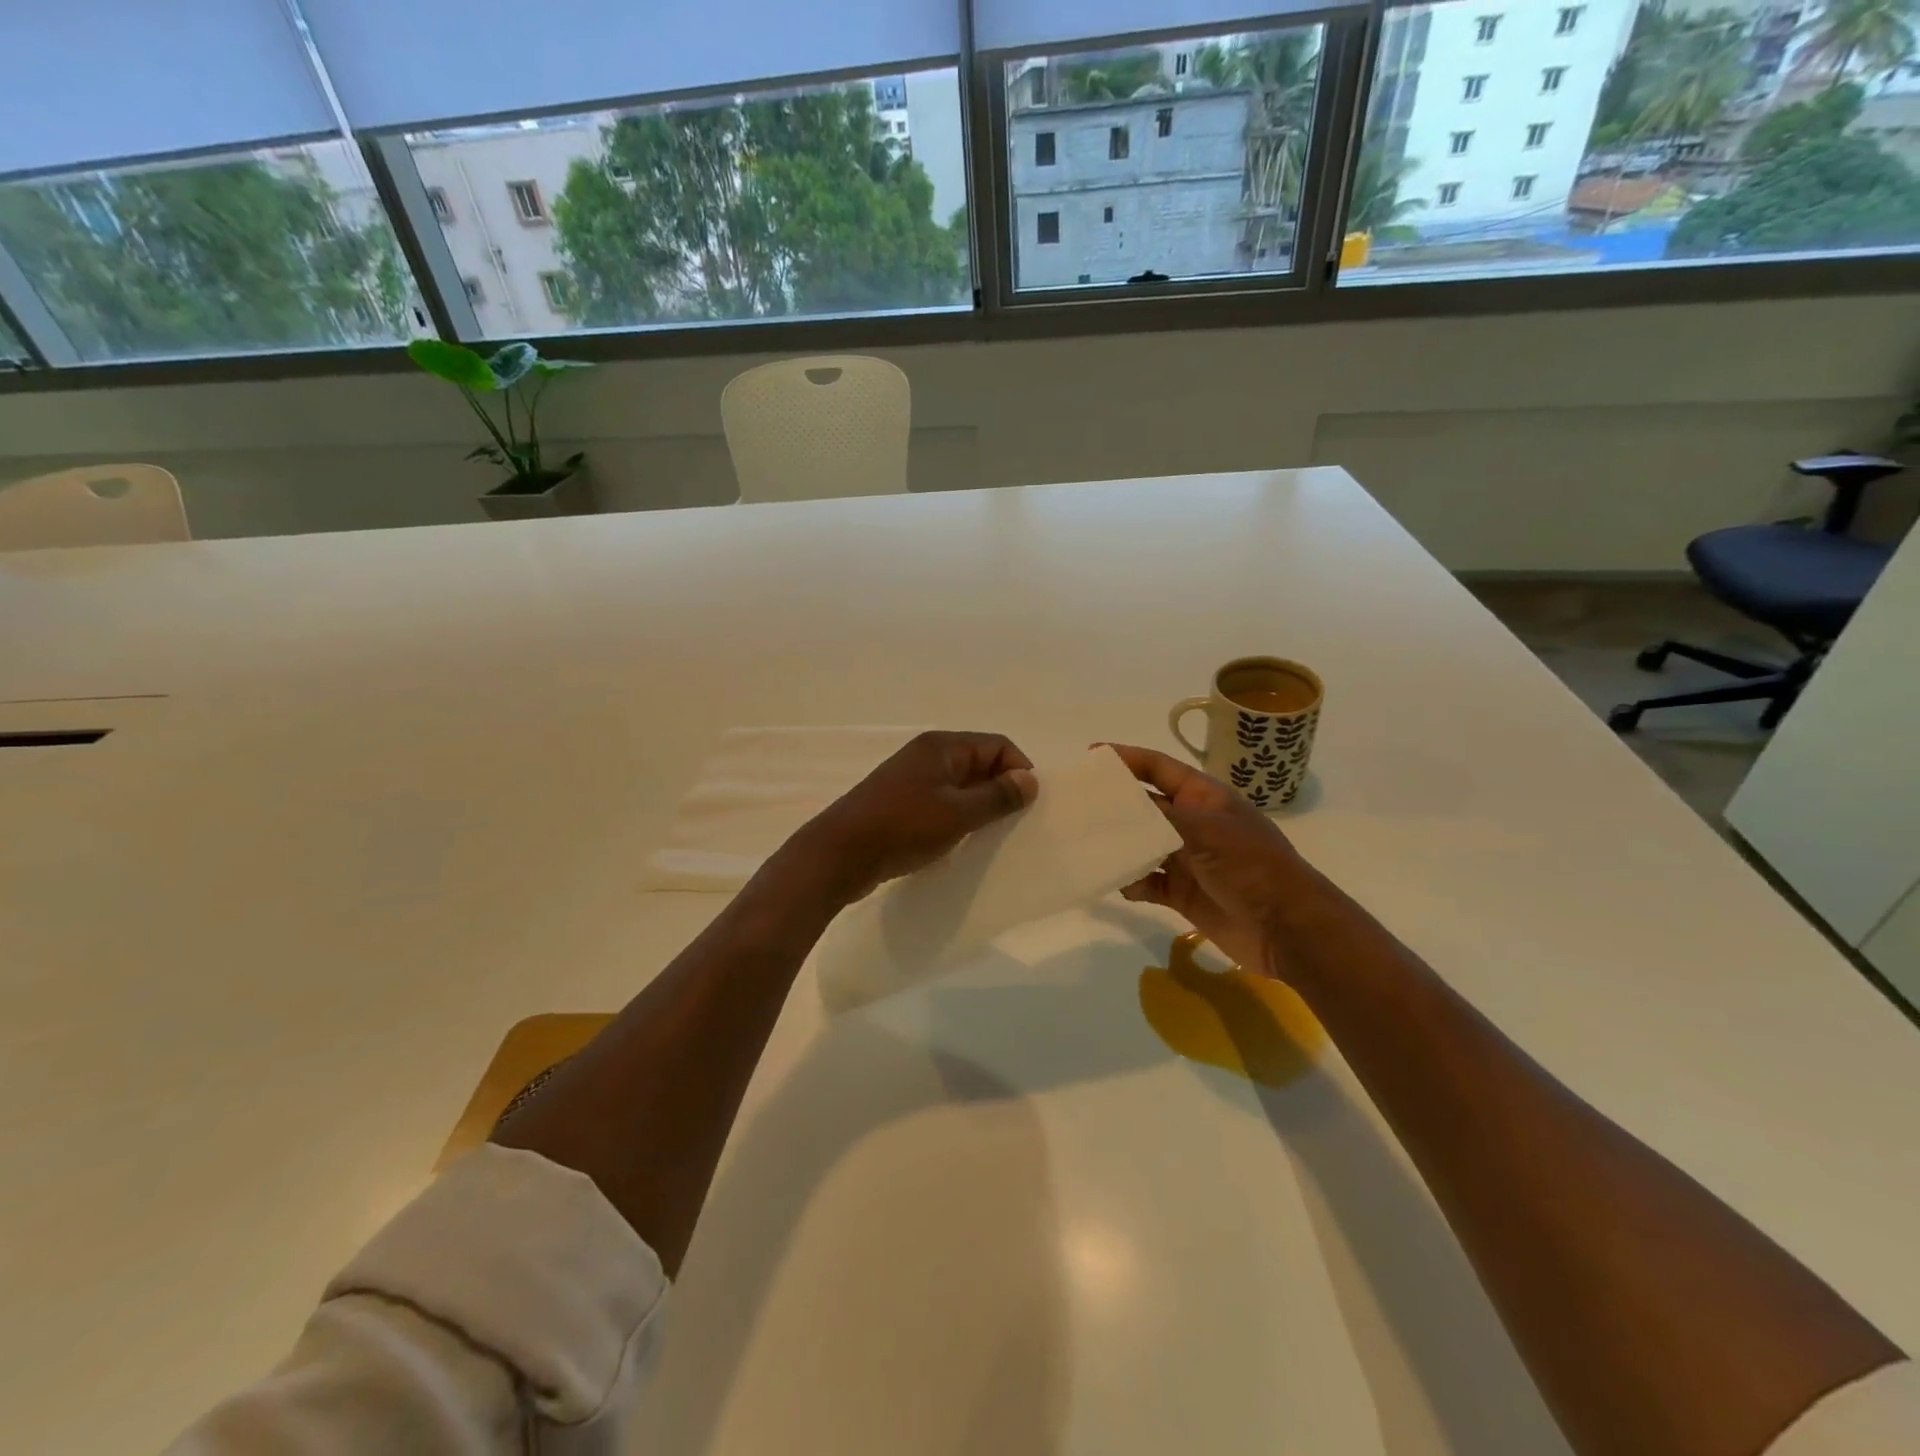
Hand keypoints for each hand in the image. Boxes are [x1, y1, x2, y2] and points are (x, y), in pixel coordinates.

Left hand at [795, 731, 1038, 903]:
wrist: (840, 854)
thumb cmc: (903, 827)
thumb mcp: (958, 813)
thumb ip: (998, 796)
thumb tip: (1030, 779)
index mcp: (942, 747)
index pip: (997, 745)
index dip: (1018, 770)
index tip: (1027, 805)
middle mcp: (926, 755)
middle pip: (978, 762)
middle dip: (1000, 789)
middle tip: (1013, 823)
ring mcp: (910, 780)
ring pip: (959, 786)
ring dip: (977, 806)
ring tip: (989, 835)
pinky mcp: (900, 804)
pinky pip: (940, 803)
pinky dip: (956, 817)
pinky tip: (960, 842)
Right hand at [1107, 743, 1331, 980]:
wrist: (1287, 929)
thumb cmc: (1251, 867)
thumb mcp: (1205, 830)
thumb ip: (1158, 816)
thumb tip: (1116, 807)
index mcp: (1203, 797)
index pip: (1158, 768)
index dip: (1126, 759)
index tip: (1090, 757)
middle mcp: (1191, 823)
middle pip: (1144, 806)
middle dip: (1113, 806)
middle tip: (1073, 805)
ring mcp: (1186, 859)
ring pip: (1140, 845)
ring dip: (1118, 847)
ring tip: (1084, 846)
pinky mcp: (1182, 893)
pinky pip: (1146, 881)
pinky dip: (1131, 882)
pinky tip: (1119, 885)